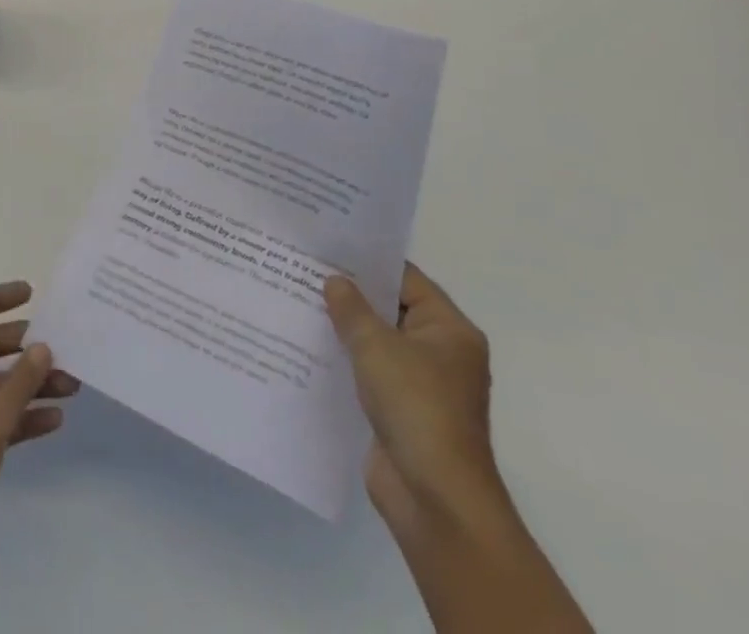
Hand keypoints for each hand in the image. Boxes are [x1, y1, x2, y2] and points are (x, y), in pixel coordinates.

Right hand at [323, 264, 502, 535]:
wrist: (435, 501)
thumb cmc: (416, 407)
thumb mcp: (376, 346)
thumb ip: (351, 308)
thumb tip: (335, 281)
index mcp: (449, 329)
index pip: (405, 278)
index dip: (367, 262)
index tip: (328, 246)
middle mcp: (440, 352)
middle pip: (390, 309)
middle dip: (351, 294)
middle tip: (306, 269)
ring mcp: (421, 385)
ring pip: (377, 343)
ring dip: (345, 329)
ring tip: (299, 302)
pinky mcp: (401, 412)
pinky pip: (369, 374)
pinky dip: (345, 362)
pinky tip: (309, 348)